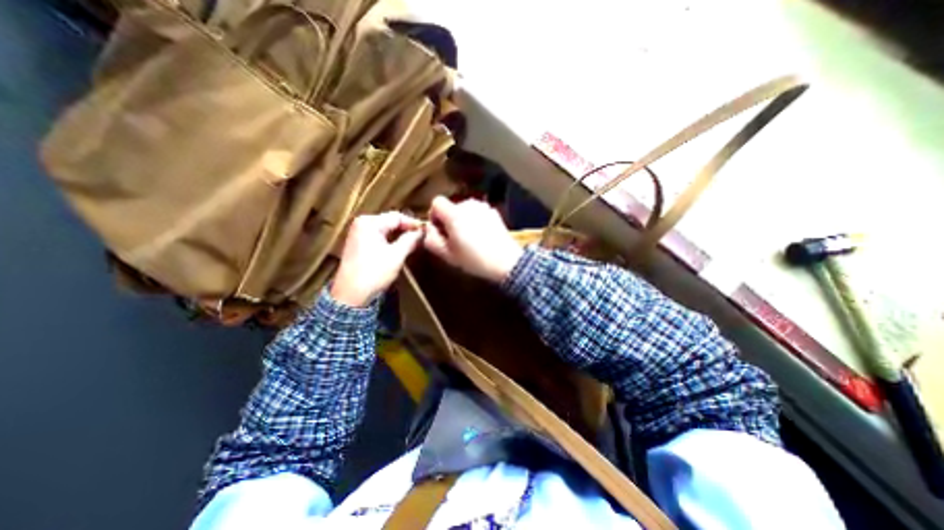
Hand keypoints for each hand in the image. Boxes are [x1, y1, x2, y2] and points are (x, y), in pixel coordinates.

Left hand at [329, 212, 421, 305]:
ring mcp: (358, 233)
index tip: (426, 231)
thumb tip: (422, 232)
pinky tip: (401, 246)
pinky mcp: (358, 244)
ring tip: (414, 242)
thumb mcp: (396, 256)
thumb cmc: (374, 273)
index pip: (397, 217)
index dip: (413, 223)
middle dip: (406, 229)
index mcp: (369, 223)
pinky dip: (391, 240)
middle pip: (390, 221)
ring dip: (400, 235)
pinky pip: (379, 236)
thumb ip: (410, 240)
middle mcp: (361, 223)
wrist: (351, 295)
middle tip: (421, 237)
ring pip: (385, 229)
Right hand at [423, 196, 519, 282]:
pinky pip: (477, 213)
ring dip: (462, 220)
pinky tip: (481, 236)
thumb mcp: (447, 254)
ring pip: (464, 210)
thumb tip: (429, 229)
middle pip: (451, 207)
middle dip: (449, 220)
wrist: (505, 261)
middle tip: (455, 239)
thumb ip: (431, 239)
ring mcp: (483, 207)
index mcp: (454, 213)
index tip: (439, 230)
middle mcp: (468, 204)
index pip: (436, 202)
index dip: (434, 215)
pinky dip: (475, 220)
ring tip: (469, 238)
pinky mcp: (493, 212)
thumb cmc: (473, 258)